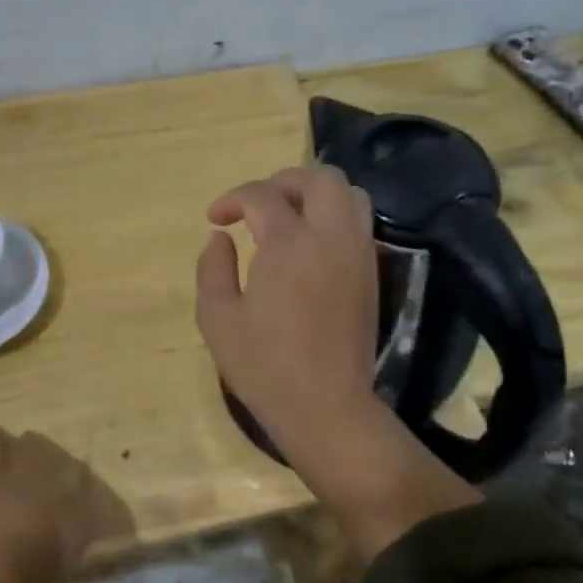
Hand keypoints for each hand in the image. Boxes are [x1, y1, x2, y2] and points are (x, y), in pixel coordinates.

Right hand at [194, 165, 381, 455]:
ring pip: (350, 194)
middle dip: (283, 181)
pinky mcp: (371, 273)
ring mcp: (358, 253)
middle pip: (319, 177)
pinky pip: (359, 222)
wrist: (325, 405)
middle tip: (256, 206)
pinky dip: (334, 216)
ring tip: (287, 218)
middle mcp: (331, 237)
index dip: (233, 199)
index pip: (262, 196)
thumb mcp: (216, 318)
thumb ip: (212, 268)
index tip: (215, 219)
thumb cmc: (264, 365)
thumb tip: (220, 238)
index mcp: (289, 244)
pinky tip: (309, 244)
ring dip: (315, 194)